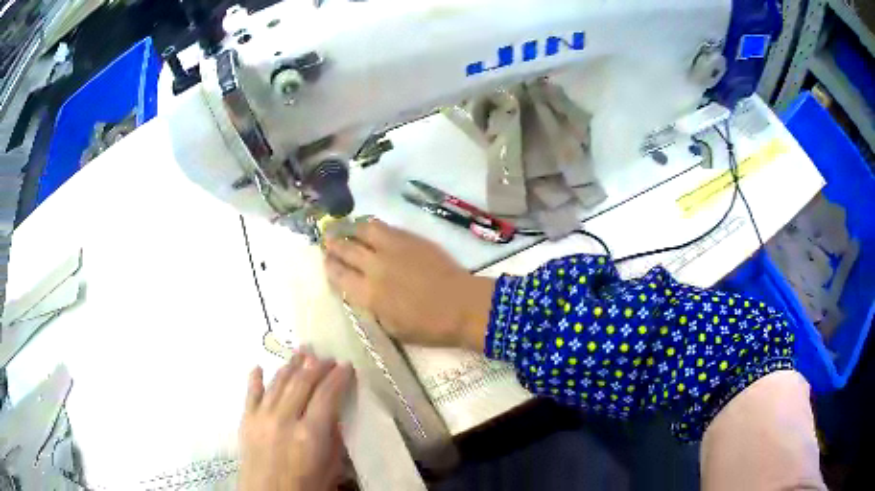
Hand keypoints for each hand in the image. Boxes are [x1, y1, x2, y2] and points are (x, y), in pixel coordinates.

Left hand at [239, 352, 352, 490]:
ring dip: (290, 365)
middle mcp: (284, 419)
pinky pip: (251, 394)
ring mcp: (262, 417)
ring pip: (277, 383)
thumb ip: (332, 438)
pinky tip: (259, 366)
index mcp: (310, 433)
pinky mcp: (246, 420)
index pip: (327, 395)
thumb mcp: (331, 467)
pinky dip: (255, 379)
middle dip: (317, 366)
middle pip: (302, 383)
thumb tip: (332, 413)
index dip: (338, 377)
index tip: (346, 366)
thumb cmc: (307, 486)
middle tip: (327, 357)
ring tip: (301, 352)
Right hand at [323, 219, 494, 349]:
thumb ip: (373, 308)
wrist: (462, 306)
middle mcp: (375, 266)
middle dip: (333, 244)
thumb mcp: (392, 328)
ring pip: (363, 229)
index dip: (329, 267)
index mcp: (369, 294)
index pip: (338, 275)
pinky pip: (385, 227)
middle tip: (327, 240)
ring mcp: (393, 248)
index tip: (326, 262)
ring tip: (345, 228)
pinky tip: (369, 228)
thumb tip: (364, 294)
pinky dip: (371, 226)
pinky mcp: (410, 238)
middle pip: (346, 249)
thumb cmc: (429, 327)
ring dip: (350, 228)